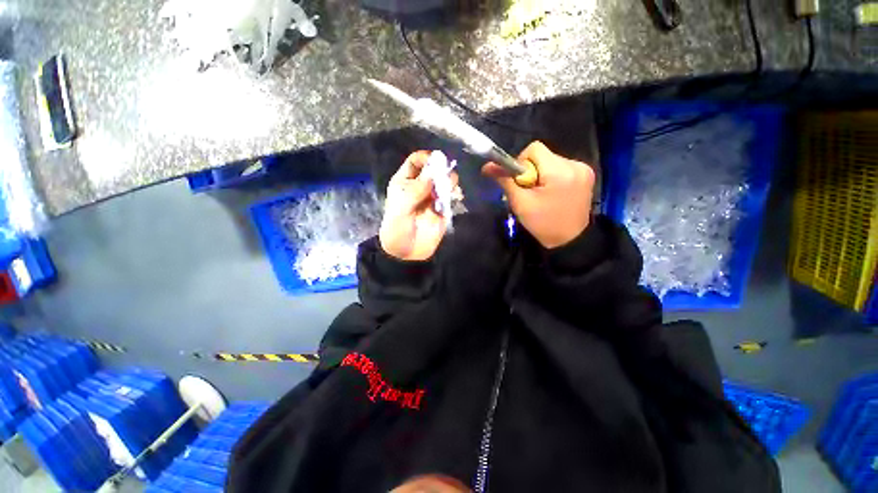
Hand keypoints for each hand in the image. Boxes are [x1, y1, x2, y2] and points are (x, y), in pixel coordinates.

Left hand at [379, 151, 457, 260]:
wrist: (406, 253)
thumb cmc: (397, 229)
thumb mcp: (401, 208)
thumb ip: (416, 190)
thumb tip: (433, 171)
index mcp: (405, 182)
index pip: (416, 161)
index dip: (426, 158)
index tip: (437, 162)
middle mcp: (420, 186)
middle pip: (434, 169)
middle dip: (441, 171)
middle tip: (443, 181)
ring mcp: (432, 197)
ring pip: (445, 181)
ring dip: (450, 182)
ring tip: (449, 192)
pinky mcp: (443, 209)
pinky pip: (452, 196)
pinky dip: (456, 194)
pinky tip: (456, 197)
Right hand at [482, 141, 594, 248]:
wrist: (570, 241)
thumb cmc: (543, 224)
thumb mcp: (520, 203)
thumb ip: (505, 181)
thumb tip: (487, 166)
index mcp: (559, 171)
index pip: (534, 149)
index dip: (521, 162)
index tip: (520, 182)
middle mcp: (575, 164)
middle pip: (543, 155)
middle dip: (531, 171)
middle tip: (529, 191)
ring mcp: (584, 169)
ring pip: (551, 161)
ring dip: (541, 174)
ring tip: (541, 194)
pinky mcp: (587, 175)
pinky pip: (561, 167)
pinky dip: (552, 177)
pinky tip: (552, 193)